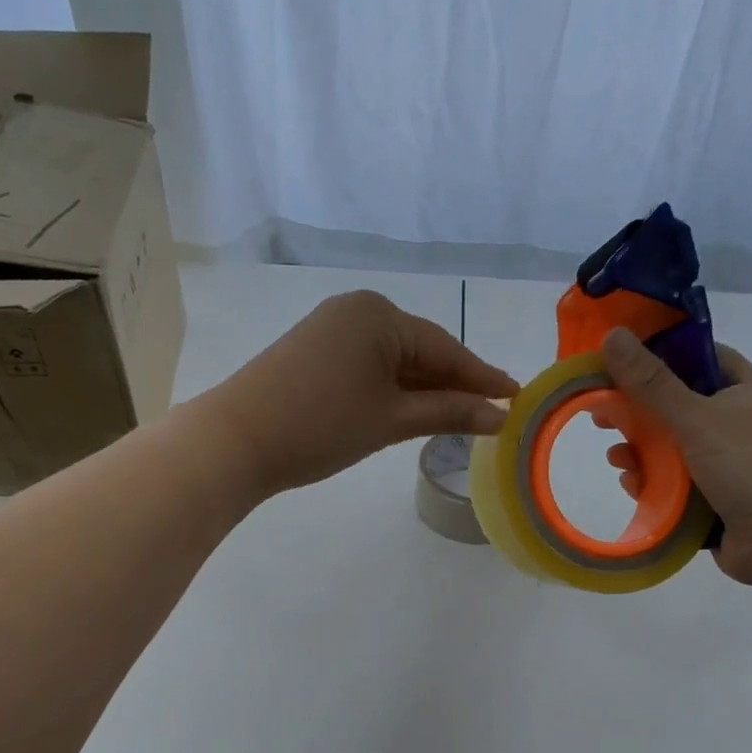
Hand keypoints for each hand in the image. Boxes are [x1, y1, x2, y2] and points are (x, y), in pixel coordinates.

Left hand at [204, 289, 518, 496]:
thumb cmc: (321, 425)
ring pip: (393, 362)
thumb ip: (448, 413)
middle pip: (420, 351)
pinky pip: (368, 367)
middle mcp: (356, 311)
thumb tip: (499, 416)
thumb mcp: (391, 420)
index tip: (515, 396)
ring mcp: (330, 330)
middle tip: (492, 413)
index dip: (481, 377)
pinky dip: (392, 391)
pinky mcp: (312, 353)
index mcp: (379, 315)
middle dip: (453, 385)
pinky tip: (412, 411)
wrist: (236, 440)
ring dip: (424, 391)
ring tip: (459, 418)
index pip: (445, 348)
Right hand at [599, 328, 751, 587]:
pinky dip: (655, 484)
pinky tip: (633, 486)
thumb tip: (611, 335)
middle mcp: (743, 423)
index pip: (700, 358)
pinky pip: (678, 485)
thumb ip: (652, 382)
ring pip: (674, 449)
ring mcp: (732, 464)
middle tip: (601, 417)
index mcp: (750, 390)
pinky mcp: (719, 500)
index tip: (617, 364)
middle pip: (679, 407)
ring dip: (642, 453)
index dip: (659, 356)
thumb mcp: (698, 417)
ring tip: (616, 459)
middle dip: (639, 414)